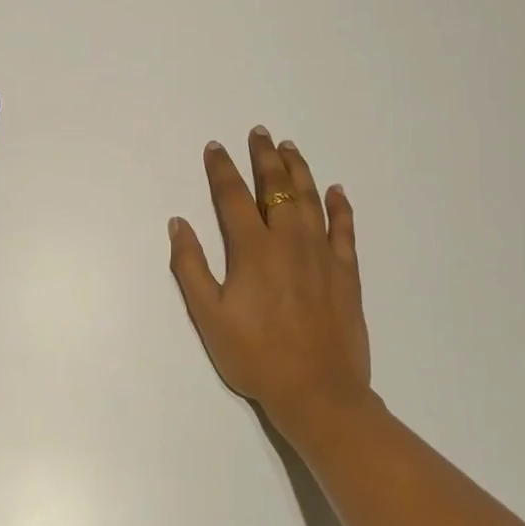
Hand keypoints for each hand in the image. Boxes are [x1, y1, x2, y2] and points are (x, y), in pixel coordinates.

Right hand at [168, 128, 375, 437]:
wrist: (318, 392)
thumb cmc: (255, 356)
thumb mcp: (209, 316)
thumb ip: (191, 267)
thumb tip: (178, 224)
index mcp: (253, 250)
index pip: (232, 197)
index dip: (222, 169)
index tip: (215, 147)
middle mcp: (289, 241)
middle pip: (276, 187)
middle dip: (264, 157)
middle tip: (259, 132)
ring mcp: (322, 254)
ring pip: (310, 199)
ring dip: (299, 170)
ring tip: (289, 148)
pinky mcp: (346, 272)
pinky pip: (345, 228)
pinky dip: (340, 206)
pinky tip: (336, 190)